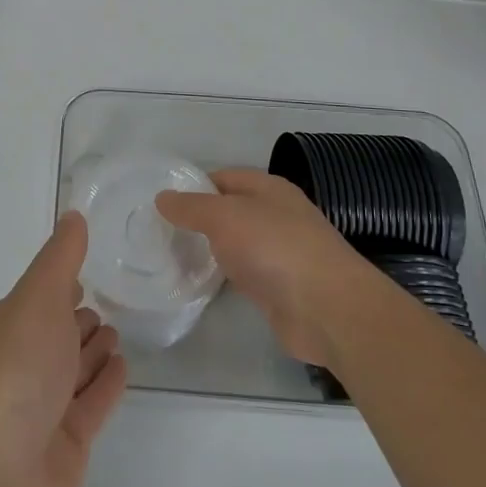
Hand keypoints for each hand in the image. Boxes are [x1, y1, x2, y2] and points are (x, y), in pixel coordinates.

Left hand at [0, 212, 126, 486]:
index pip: (40, 297)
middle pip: (57, 333)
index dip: (62, 283)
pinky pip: (93, 402)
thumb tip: (73, 214)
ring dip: (94, 348)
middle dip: (79, 316)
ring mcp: (44, 406)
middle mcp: (23, 363)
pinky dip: (107, 383)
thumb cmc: (14, 371)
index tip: (90, 268)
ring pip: (76, 367)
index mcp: (8, 326)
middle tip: (113, 300)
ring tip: (119, 330)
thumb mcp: (36, 299)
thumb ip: (60, 259)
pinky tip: (123, 365)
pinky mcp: (68, 443)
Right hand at [155, 168, 367, 365]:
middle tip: (158, 232)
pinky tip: (199, 282)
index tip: (161, 203)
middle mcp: (276, 215)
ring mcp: (279, 252)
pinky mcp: (278, 287)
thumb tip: (162, 198)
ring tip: (170, 256)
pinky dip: (223, 275)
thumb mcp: (224, 217)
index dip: (192, 187)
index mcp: (269, 188)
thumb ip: (191, 207)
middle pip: (229, 211)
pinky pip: (242, 272)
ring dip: (209, 249)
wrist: (327, 309)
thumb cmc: (274, 248)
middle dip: (197, 219)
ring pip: (235, 243)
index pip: (223, 178)